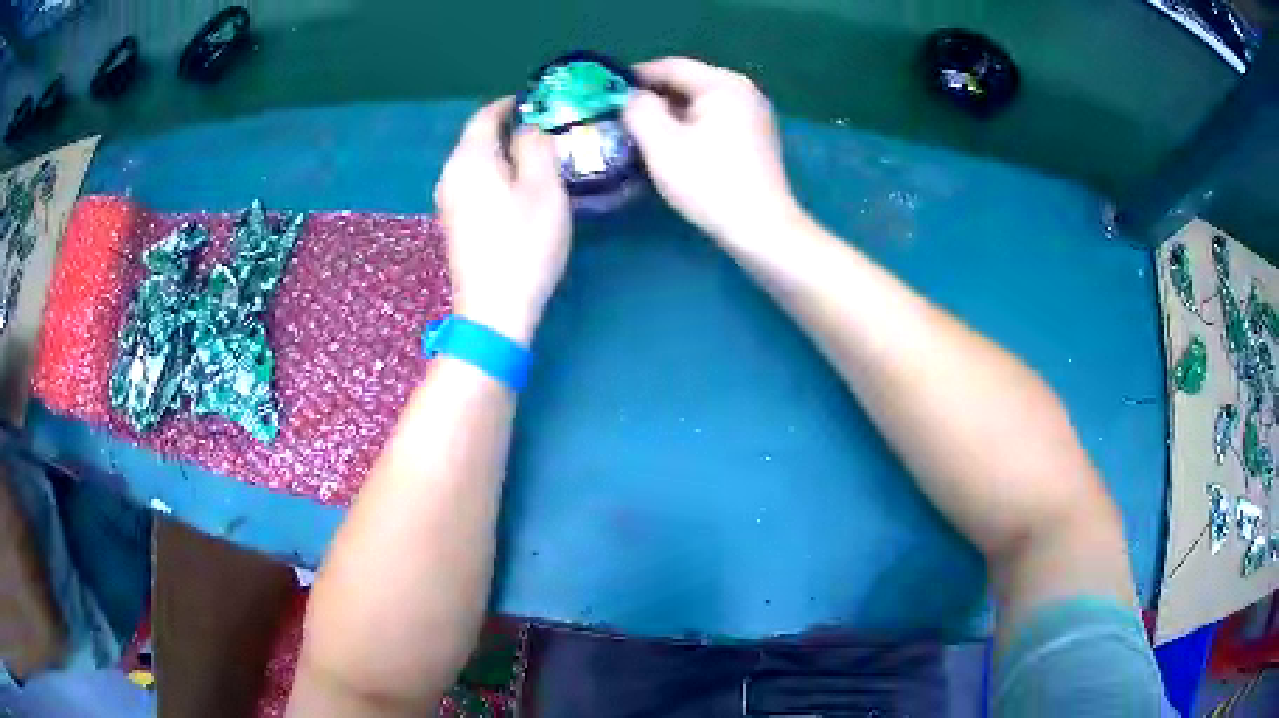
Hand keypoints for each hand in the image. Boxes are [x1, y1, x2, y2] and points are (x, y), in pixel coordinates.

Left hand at [434, 98, 571, 343]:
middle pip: (476, 139)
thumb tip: (528, 128)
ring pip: (475, 164)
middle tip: (544, 132)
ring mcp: (447, 201)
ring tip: (535, 161)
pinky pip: (472, 185)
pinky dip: (493, 178)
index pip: (485, 115)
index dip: (510, 104)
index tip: (536, 102)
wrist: (493, 309)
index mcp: (469, 158)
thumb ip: (536, 146)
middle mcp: (450, 174)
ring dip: (501, 155)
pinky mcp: (453, 224)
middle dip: (507, 130)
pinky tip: (515, 192)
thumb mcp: (543, 188)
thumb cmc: (523, 244)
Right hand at [624, 57, 800, 241]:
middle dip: (654, 95)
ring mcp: (754, 113)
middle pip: (688, 81)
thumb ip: (639, 110)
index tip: (608, 91)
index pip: (671, 66)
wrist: (760, 227)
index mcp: (721, 83)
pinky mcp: (757, 136)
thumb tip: (632, 97)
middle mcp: (742, 89)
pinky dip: (692, 124)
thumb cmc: (708, 182)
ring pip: (701, 101)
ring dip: (671, 111)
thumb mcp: (661, 144)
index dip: (636, 75)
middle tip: (622, 114)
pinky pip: (715, 118)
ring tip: (642, 130)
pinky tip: (674, 144)